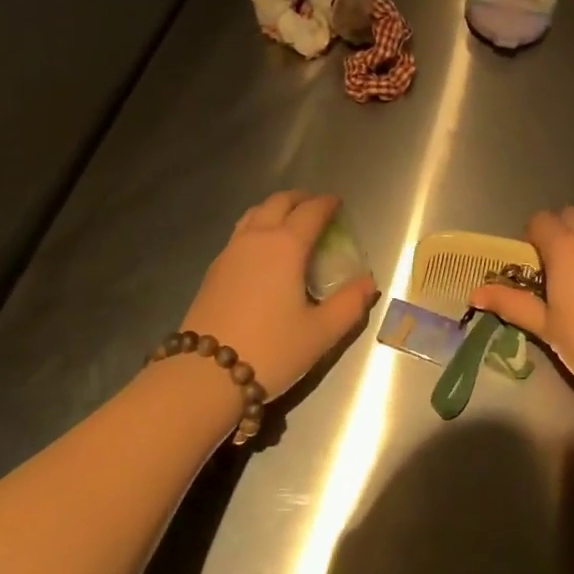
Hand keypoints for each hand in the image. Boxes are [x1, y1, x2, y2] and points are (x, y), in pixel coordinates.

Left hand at [181, 190, 378, 399]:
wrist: (205, 375)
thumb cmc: (271, 350)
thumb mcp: (320, 333)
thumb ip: (350, 304)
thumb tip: (368, 283)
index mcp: (286, 246)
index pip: (311, 211)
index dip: (327, 204)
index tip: (338, 204)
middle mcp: (256, 238)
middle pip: (279, 202)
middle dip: (301, 199)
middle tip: (316, 208)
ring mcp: (230, 251)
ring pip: (254, 213)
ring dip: (275, 209)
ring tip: (289, 222)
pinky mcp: (214, 269)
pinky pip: (240, 232)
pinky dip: (257, 226)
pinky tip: (262, 250)